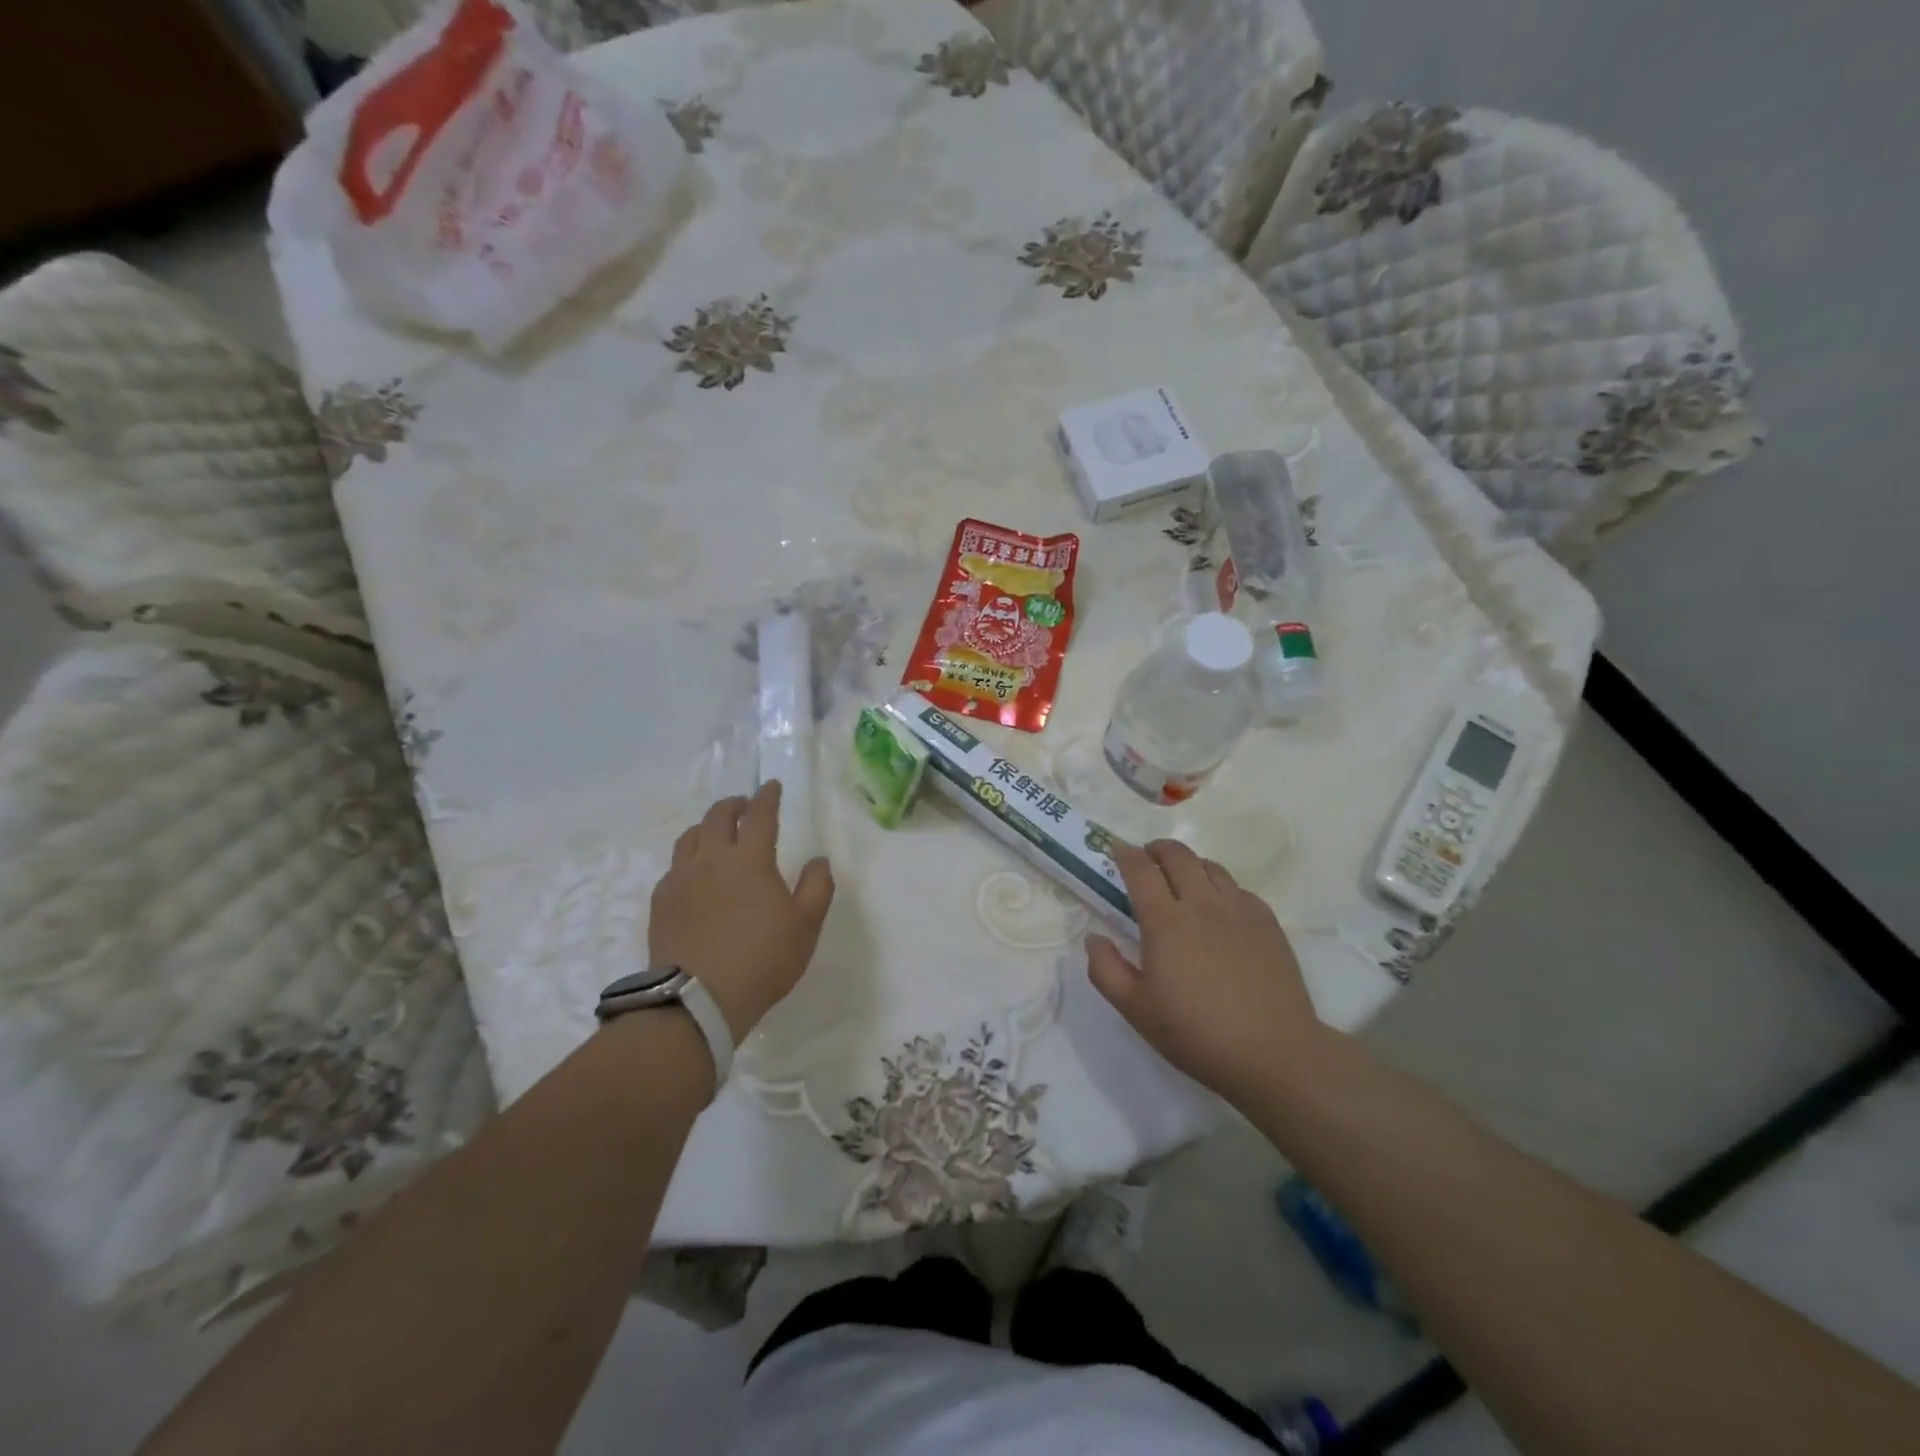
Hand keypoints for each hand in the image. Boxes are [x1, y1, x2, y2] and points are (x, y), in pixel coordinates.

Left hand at [649, 781, 834, 1041]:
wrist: (697, 999)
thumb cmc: (762, 960)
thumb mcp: (806, 925)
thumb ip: (817, 886)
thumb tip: (817, 860)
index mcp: (750, 859)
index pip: (760, 816)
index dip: (767, 797)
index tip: (771, 786)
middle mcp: (712, 859)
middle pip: (718, 817)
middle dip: (734, 805)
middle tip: (745, 805)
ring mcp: (681, 879)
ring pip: (690, 837)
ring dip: (707, 826)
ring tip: (716, 832)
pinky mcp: (660, 902)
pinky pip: (674, 866)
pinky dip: (688, 858)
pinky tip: (694, 874)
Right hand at [1086, 840, 1321, 1102]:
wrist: (1274, 1053)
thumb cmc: (1196, 1033)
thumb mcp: (1136, 1010)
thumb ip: (1106, 969)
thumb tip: (1094, 937)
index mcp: (1165, 921)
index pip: (1140, 870)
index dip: (1125, 854)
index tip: (1116, 851)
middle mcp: (1202, 904)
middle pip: (1178, 855)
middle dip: (1157, 849)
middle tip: (1146, 859)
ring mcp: (1239, 909)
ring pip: (1210, 866)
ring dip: (1189, 864)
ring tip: (1181, 880)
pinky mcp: (1267, 922)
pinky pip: (1238, 888)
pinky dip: (1220, 886)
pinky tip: (1219, 909)